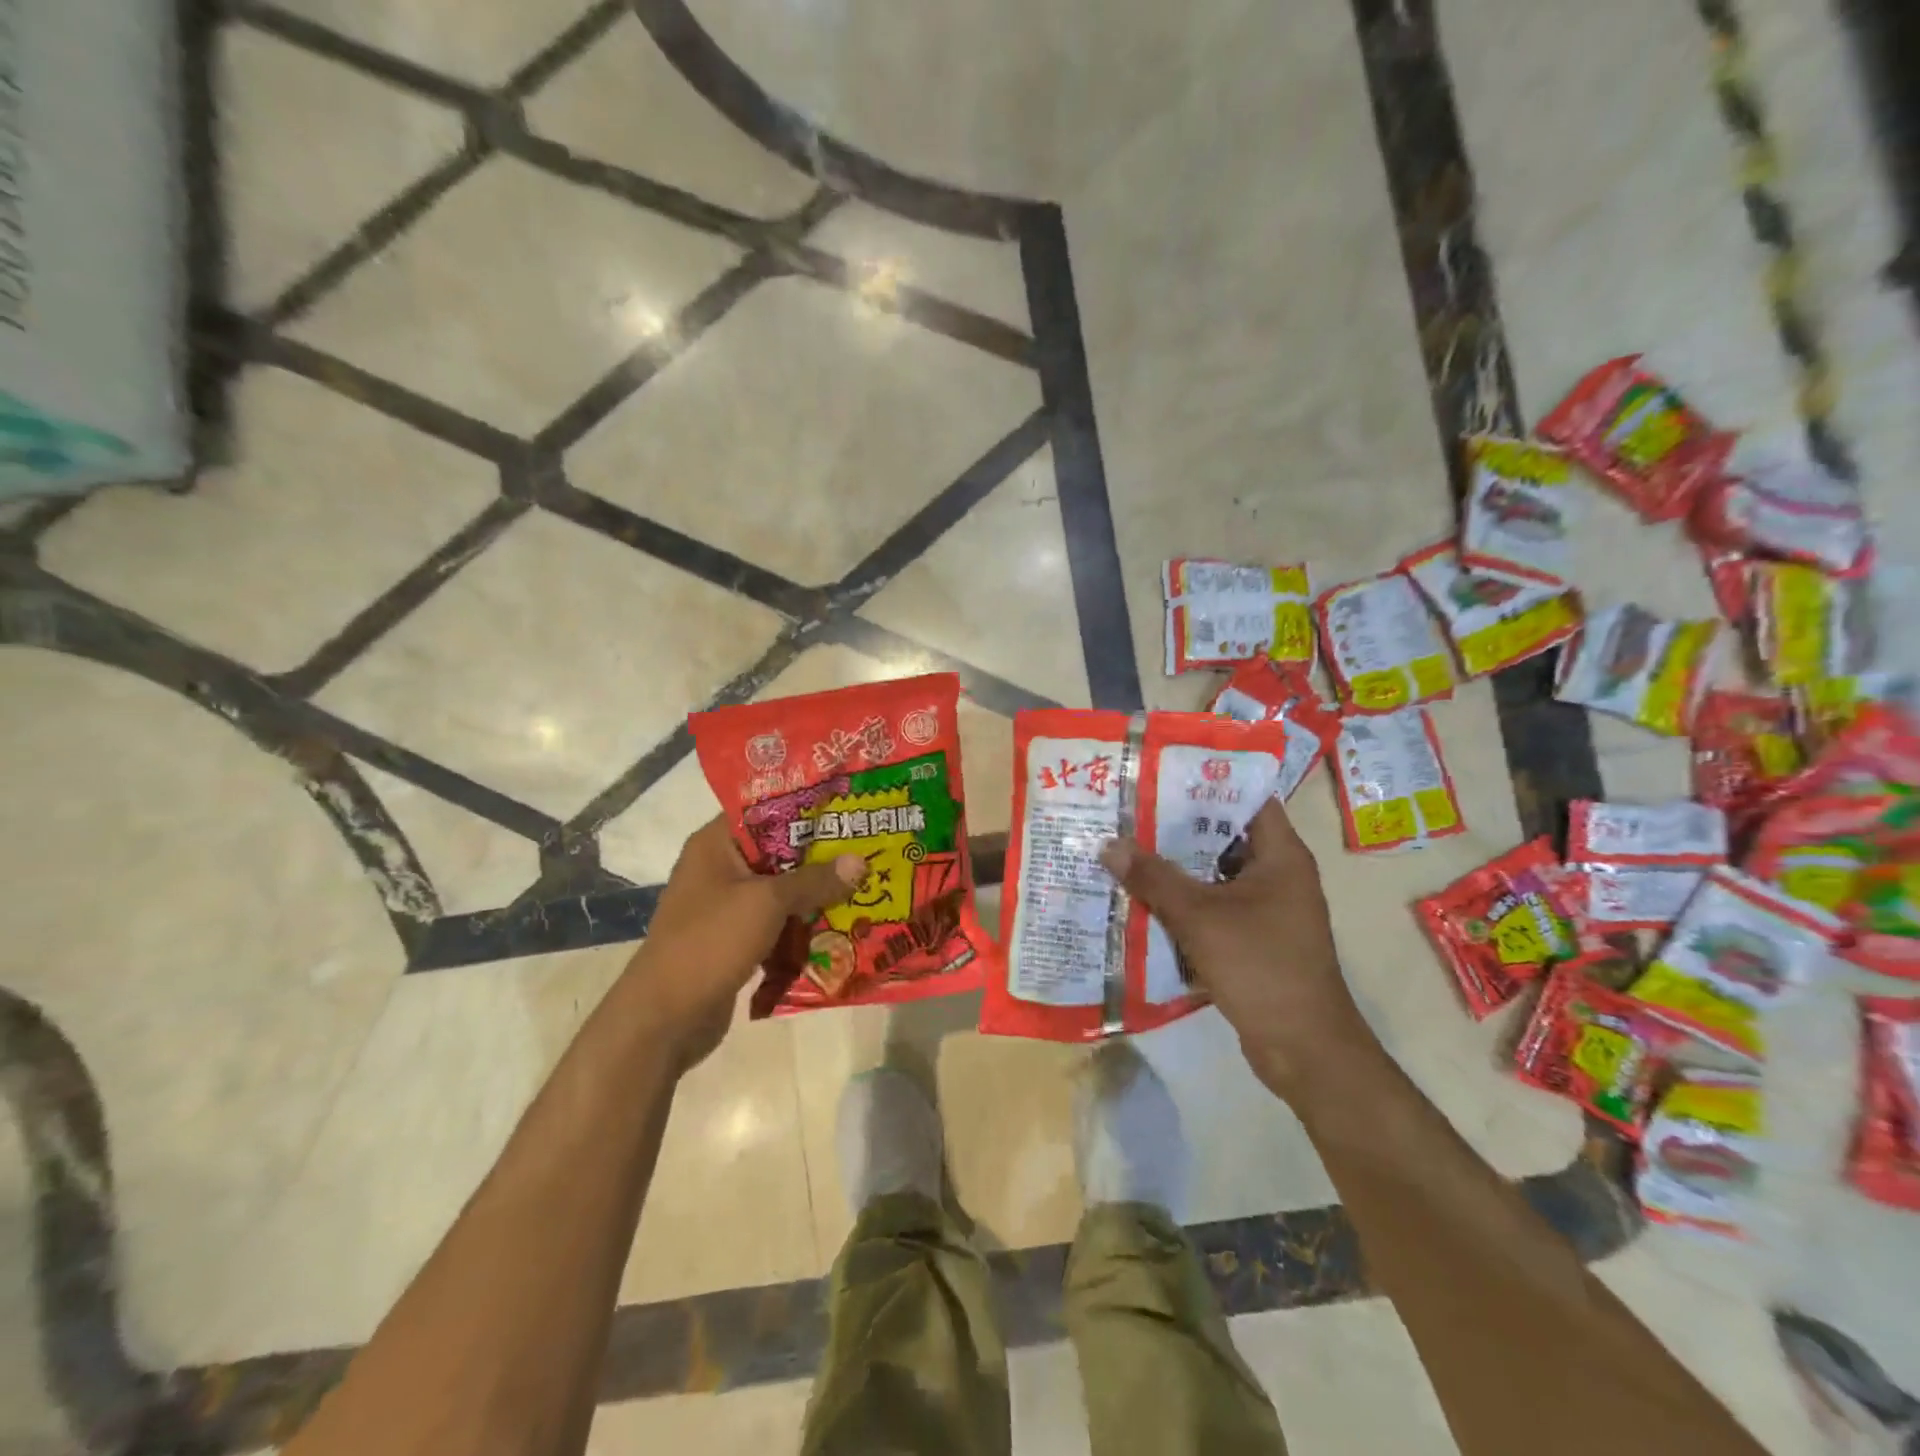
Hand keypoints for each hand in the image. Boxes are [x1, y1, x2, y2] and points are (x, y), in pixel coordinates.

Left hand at [627, 818, 864, 1070]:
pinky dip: (802, 926)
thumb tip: (860, 861)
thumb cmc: (711, 942)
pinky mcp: (735, 941)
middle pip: (779, 853)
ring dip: (816, 894)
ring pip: (781, 891)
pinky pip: (776, 924)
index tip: (848, 807)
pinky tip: (841, 926)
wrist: (665, 1019)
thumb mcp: (767, 903)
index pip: (765, 810)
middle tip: (867, 849)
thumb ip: (814, 880)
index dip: (805, 808)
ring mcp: (726, 907)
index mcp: (716, 845)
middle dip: (821, 857)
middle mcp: (719, 869)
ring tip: (864, 886)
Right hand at [1100, 799, 1375, 1098]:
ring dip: (1177, 866)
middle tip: (1130, 810)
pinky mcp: (1254, 938)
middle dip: (1178, 825)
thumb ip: (1154, 878)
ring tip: (1127, 848)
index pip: (1247, 798)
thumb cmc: (1261, 966)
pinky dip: (1184, 901)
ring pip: (1215, 874)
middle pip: (1224, 836)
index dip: (1206, 782)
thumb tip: (1109, 845)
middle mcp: (1278, 874)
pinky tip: (1143, 898)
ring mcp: (1268, 908)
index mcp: (1281, 855)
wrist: (1303, 1048)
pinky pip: (1214, 906)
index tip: (1161, 774)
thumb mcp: (1200, 917)